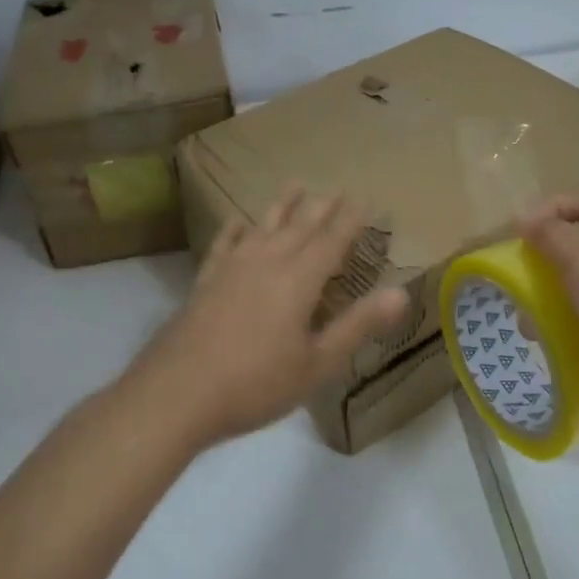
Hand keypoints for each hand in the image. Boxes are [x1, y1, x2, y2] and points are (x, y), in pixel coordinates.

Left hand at [124, 189, 408, 448]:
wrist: (177, 393)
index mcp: (299, 280)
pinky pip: (224, 244)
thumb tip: (401, 293)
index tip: (365, 200)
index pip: (331, 241)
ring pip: (262, 226)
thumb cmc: (256, 383)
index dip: (350, 221)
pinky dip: (234, 229)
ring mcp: (232, 269)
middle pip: (299, 227)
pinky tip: (237, 220)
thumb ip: (358, 325)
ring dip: (281, 206)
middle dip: (320, 207)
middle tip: (335, 188)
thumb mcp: (318, 363)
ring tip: (294, 185)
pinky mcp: (205, 282)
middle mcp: (266, 263)